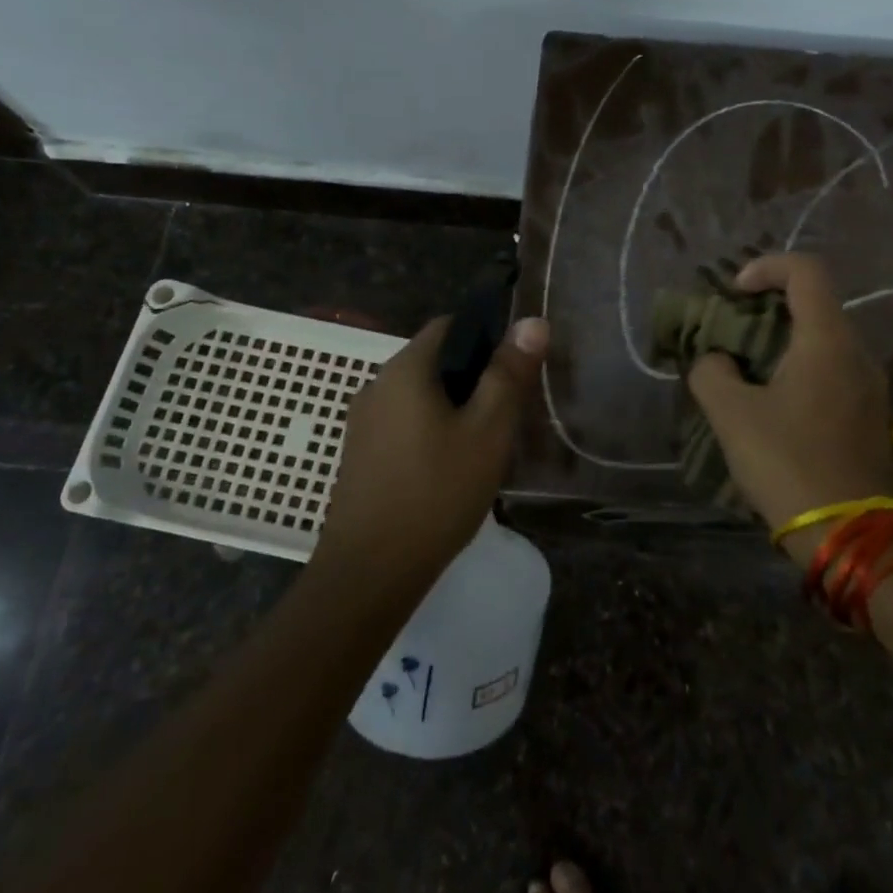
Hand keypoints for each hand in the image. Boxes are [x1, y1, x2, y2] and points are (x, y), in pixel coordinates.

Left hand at [316, 314, 550, 588]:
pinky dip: (430, 430)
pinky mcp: (360, 455)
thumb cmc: (436, 493)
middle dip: (473, 376)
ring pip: (419, 396)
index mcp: (405, 369)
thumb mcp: (487, 431)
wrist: (370, 572)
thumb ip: (508, 374)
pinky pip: (403, 423)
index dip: (486, 335)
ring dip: (453, 407)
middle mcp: (376, 385)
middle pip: (433, 360)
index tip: (515, 367)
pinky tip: (451, 467)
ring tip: (486, 441)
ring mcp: (363, 422)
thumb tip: (533, 320)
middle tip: (508, 410)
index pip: (448, 325)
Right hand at [686, 254, 892, 538]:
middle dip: (768, 308)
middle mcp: (858, 353)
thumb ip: (712, 373)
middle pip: (815, 304)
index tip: (734, 293)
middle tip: (731, 333)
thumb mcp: (732, 415)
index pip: (806, 271)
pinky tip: (773, 405)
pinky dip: (800, 369)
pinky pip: (833, 372)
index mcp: (827, 340)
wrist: (850, 536)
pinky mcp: (871, 416)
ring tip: (745, 371)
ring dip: (783, 343)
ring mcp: (871, 387)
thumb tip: (717, 361)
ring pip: (825, 341)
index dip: (766, 267)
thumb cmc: (788, 463)